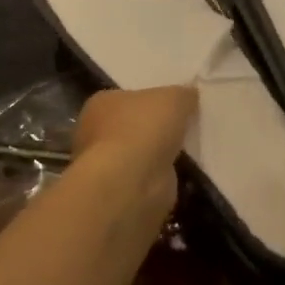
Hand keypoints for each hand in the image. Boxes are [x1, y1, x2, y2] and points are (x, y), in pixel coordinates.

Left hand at [72, 85, 195, 218]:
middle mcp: (95, 133)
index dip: (150, 101)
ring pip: (138, 155)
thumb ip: (183, 94)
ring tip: (187, 152)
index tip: (172, 106)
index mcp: (101, 104)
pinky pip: (146, 178)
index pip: (126, 98)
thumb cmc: (143, 129)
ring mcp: (106, 165)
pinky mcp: (120, 191)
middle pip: (131, 126)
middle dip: (153, 129)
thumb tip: (189, 95)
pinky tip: (179, 174)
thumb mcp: (174, 98)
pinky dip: (160, 177)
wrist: (131, 182)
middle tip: (183, 129)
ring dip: (156, 155)